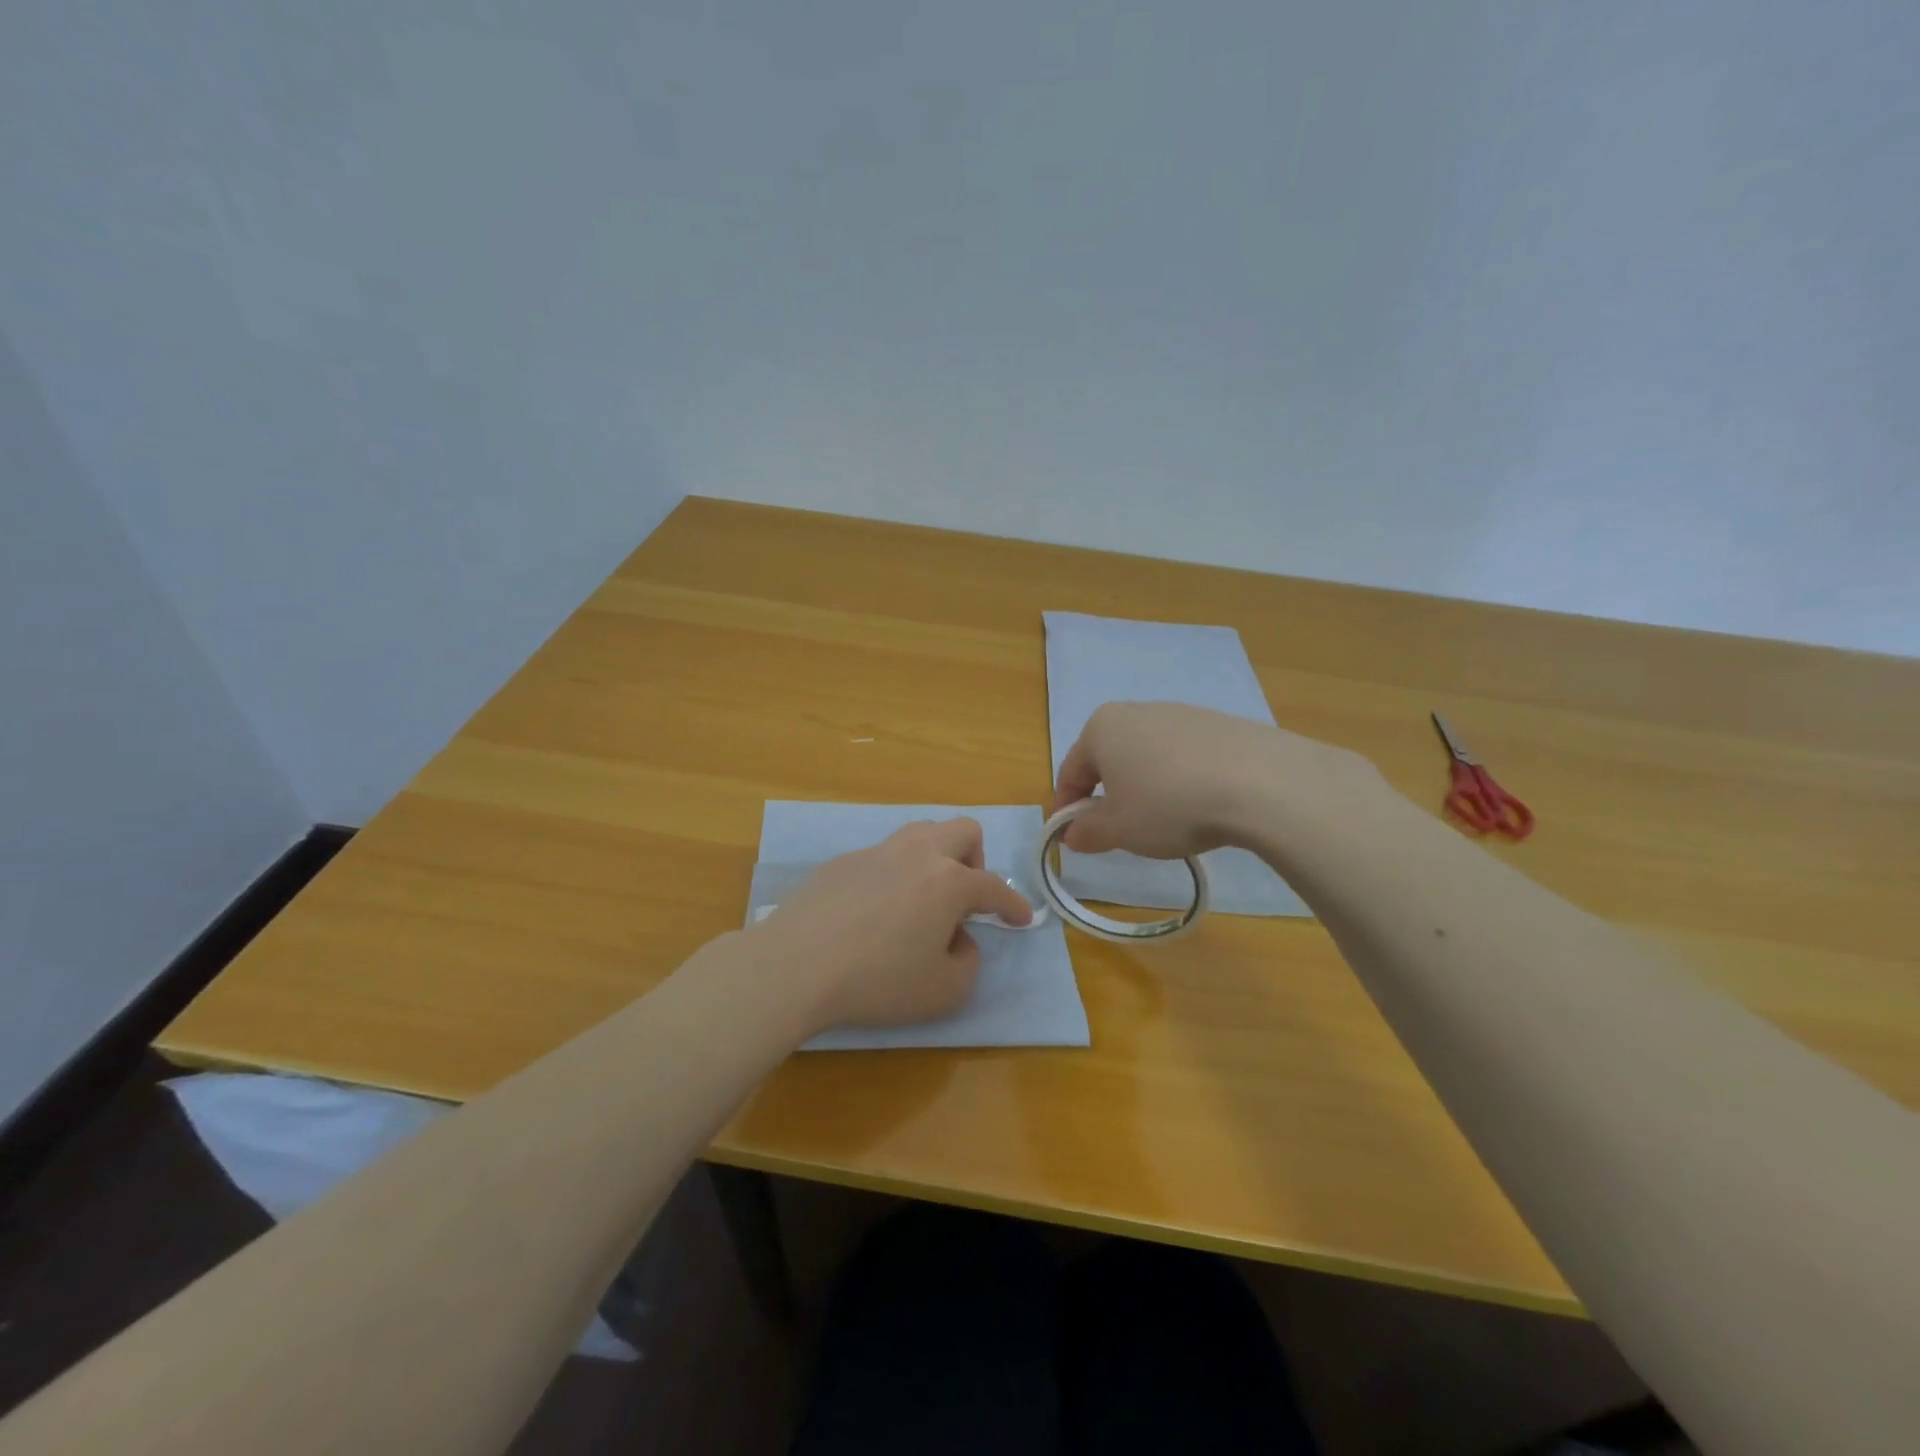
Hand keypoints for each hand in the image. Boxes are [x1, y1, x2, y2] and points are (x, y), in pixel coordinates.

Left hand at [757, 818, 1033, 1031]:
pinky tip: (875, 910)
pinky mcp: (842, 861)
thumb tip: (958, 939)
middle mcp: (917, 854)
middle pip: (963, 830)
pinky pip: (882, 856)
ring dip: (936, 856)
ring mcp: (876, 852)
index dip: (1013, 904)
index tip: (1021, 918)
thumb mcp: (945, 991)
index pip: (994, 886)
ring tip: (924, 896)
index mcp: (949, 881)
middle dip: (976, 859)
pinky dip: (894, 874)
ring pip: (921, 832)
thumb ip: (969, 962)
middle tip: (966, 896)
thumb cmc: (879, 980)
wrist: (796, 965)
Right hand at [1051, 702, 1382, 858]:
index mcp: (1101, 728)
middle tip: (1118, 833)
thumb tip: (1072, 832)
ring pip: (1147, 757)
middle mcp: (1136, 711)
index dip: (1067, 808)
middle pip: (1109, 760)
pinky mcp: (1218, 724)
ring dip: (1145, 788)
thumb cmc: (1169, 804)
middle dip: (1108, 796)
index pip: (1070, 771)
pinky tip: (1199, 806)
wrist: (1260, 782)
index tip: (1073, 838)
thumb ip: (1086, 831)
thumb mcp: (1118, 829)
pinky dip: (1180, 781)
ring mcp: (1180, 713)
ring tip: (1164, 823)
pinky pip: (1184, 757)